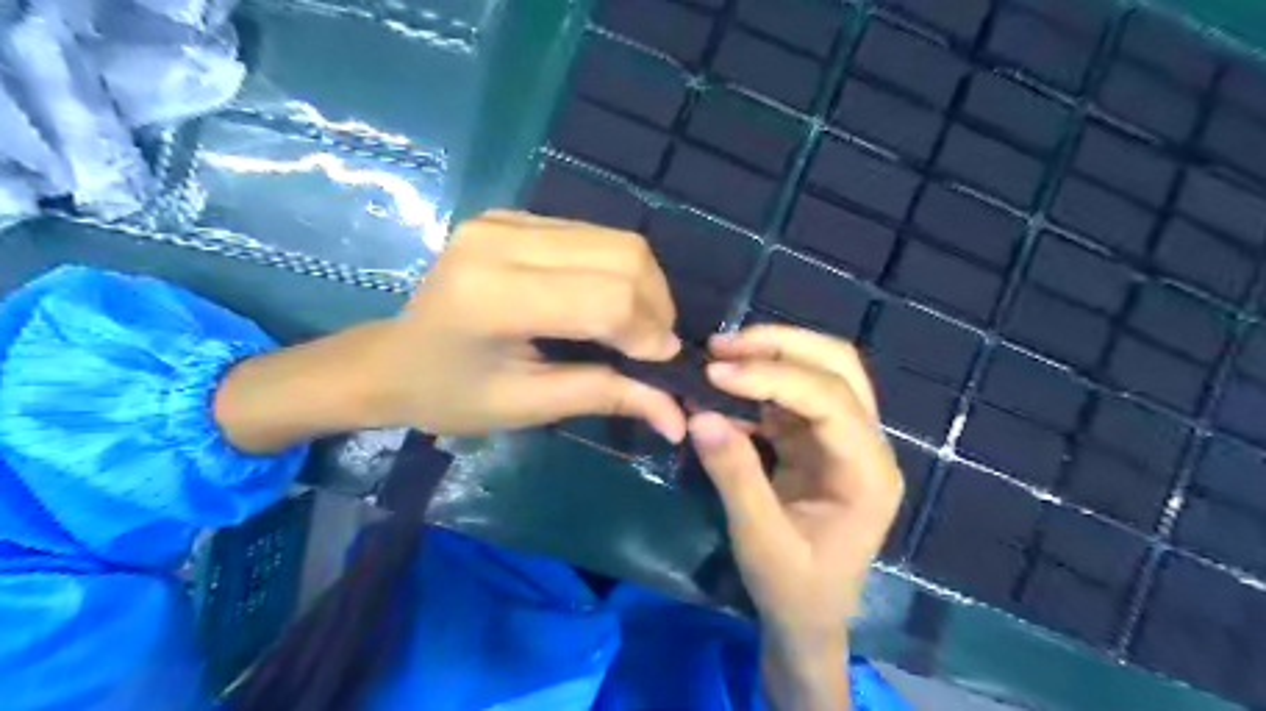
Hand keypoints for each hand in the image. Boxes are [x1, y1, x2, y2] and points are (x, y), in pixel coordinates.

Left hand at [219, 210, 689, 451]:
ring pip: (615, 238)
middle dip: (656, 304)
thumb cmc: (450, 395)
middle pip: (621, 255)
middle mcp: (501, 241)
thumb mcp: (529, 405)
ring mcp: (506, 220)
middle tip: (655, 347)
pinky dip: (618, 269)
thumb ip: (606, 396)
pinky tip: (610, 302)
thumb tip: (679, 418)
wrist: (389, 360)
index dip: (648, 332)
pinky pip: (592, 235)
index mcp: (495, 295)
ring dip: (645, 284)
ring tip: (640, 327)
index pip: (605, 298)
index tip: (663, 365)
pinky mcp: (513, 216)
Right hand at [687, 328, 903, 710]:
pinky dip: (759, 382)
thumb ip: (734, 475)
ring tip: (719, 355)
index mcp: (869, 472)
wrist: (808, 618)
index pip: (831, 400)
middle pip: (838, 366)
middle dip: (781, 346)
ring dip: (770, 355)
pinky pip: (793, 395)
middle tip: (721, 346)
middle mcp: (866, 444)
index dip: (774, 376)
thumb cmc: (794, 589)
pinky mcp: (818, 441)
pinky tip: (726, 386)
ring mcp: (843, 439)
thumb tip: (700, 414)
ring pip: (819, 370)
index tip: (717, 371)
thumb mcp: (759, 539)